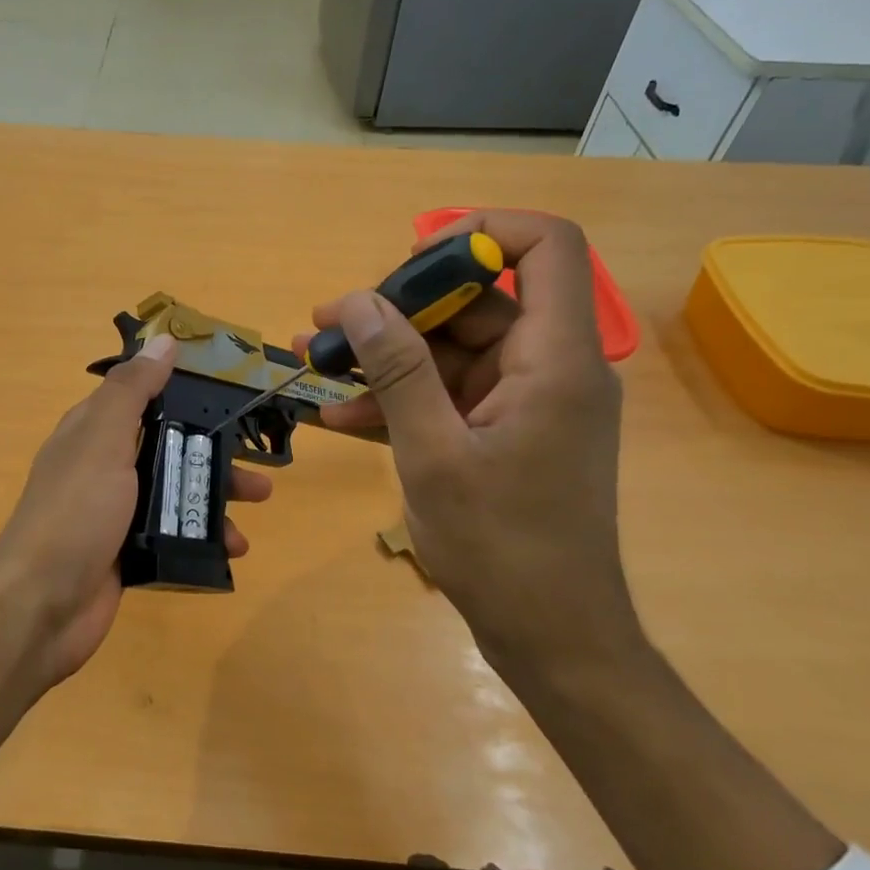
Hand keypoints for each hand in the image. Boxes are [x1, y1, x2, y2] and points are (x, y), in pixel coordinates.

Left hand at [0, 333, 272, 686]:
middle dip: (214, 450)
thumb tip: (163, 339)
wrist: (42, 605)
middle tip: (257, 460)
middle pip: (169, 446)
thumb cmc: (75, 511)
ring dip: (217, 494)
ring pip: (177, 491)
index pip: (143, 398)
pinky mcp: (130, 552)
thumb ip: (132, 390)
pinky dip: (205, 536)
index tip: (231, 391)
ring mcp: (117, 512)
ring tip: (258, 503)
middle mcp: (105, 466)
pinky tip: (234, 549)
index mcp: (93, 431)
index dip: (184, 391)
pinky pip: (176, 534)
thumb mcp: (102, 438)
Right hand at [310, 212, 639, 680]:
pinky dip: (401, 399)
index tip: (412, 261)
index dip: (482, 233)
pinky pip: (449, 395)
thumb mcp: (433, 453)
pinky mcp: (506, 433)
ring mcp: (526, 402)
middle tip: (329, 326)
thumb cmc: (501, 547)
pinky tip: (340, 416)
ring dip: (386, 358)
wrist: (551, 636)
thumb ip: (398, 371)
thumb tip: (358, 302)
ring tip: (314, 366)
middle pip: (479, 300)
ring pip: (453, 351)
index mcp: (555, 359)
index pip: (549, 247)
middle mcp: (549, 367)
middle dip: (399, 308)